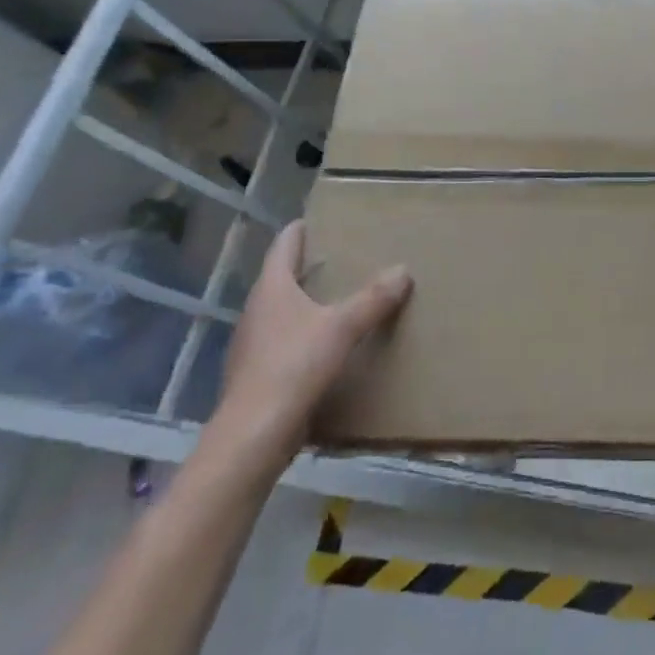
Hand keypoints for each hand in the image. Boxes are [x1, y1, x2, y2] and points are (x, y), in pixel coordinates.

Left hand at [204, 220, 411, 477]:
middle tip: (334, 258)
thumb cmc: (294, 366)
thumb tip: (403, 270)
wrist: (254, 433)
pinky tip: (321, 347)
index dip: (297, 232)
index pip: (283, 248)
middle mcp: (255, 312)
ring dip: (302, 303)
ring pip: (279, 312)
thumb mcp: (343, 327)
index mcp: (272, 290)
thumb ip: (373, 299)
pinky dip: (301, 335)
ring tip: (333, 300)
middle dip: (303, 268)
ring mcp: (251, 345)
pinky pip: (281, 343)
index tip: (310, 220)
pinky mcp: (256, 375)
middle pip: (278, 279)